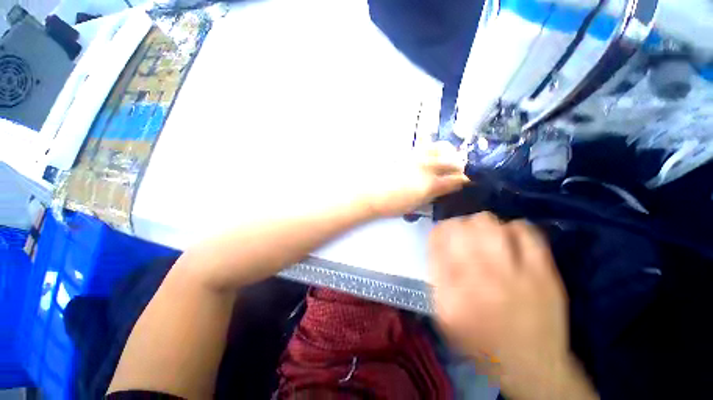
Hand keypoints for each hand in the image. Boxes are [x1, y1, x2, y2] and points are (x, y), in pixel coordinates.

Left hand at [363, 141, 468, 217]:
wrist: (370, 193)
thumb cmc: (393, 204)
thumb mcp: (417, 204)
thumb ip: (434, 194)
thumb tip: (447, 187)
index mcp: (430, 184)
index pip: (456, 179)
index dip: (465, 180)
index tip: (467, 181)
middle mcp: (426, 167)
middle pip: (452, 160)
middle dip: (460, 165)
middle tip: (459, 171)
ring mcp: (416, 157)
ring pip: (440, 147)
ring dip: (448, 152)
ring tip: (447, 159)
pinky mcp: (407, 153)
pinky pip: (425, 145)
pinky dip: (434, 147)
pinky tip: (433, 153)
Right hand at [429, 213, 596, 399]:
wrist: (531, 366)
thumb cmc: (480, 341)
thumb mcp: (445, 315)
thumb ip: (436, 278)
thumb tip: (436, 247)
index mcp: (453, 287)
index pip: (438, 240)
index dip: (437, 231)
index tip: (440, 234)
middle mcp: (480, 274)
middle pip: (462, 226)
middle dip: (457, 225)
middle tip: (461, 234)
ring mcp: (514, 271)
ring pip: (490, 223)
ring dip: (481, 224)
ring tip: (483, 235)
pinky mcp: (543, 271)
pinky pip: (527, 233)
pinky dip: (514, 228)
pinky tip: (509, 237)